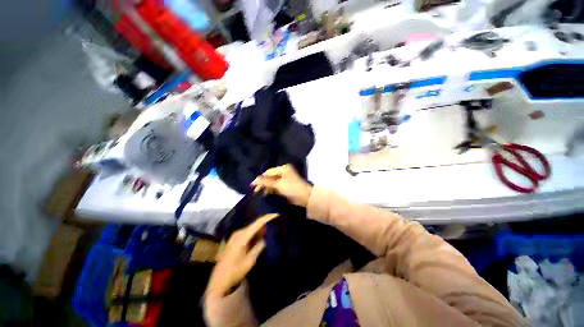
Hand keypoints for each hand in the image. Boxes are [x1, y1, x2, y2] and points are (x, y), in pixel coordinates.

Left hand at [207, 214, 277, 297]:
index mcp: (242, 236)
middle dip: (265, 222)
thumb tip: (265, 237)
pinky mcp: (235, 239)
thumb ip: (259, 247)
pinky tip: (261, 234)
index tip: (276, 215)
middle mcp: (239, 232)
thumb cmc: (235, 271)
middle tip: (276, 221)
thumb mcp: (250, 261)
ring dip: (261, 227)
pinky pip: (248, 232)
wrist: (218, 280)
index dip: (267, 218)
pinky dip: (256, 232)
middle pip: (255, 224)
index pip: (257, 223)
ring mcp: (236, 235)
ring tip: (271, 226)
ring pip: (251, 228)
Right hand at [251, 164, 312, 206]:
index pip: (269, 172)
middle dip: (263, 183)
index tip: (252, 185)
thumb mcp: (278, 185)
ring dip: (266, 187)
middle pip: (270, 177)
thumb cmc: (292, 189)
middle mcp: (284, 172)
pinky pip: (276, 186)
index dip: (260, 178)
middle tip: (256, 191)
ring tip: (260, 193)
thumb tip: (254, 180)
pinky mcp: (285, 185)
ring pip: (272, 182)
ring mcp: (285, 178)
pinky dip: (271, 190)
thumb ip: (266, 182)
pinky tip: (266, 194)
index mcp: (283, 169)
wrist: (305, 197)